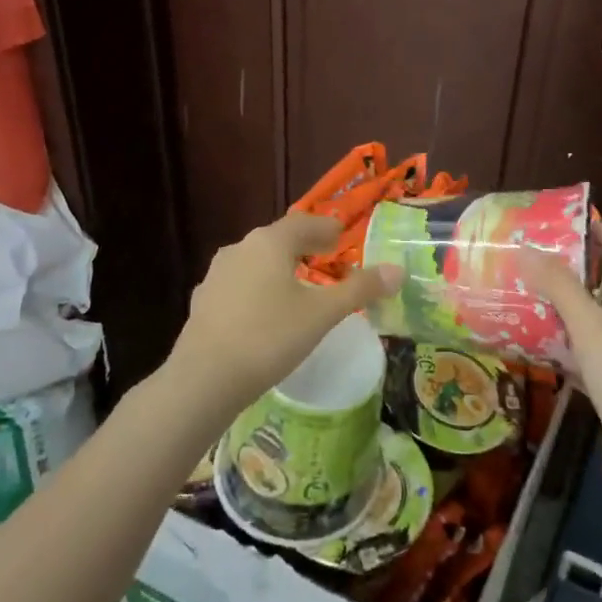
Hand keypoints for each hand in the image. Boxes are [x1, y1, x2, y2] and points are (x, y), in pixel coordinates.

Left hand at [171, 213, 403, 416]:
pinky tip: (264, 312)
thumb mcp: (323, 314)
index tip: (342, 237)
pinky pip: (239, 286)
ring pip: (256, 262)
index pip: (304, 223)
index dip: (326, 228)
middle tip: (326, 259)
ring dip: (279, 268)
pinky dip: (258, 290)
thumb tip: (397, 270)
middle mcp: (240, 249)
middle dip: (304, 247)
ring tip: (297, 287)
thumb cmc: (270, 337)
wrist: (205, 378)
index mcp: (269, 242)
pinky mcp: (203, 301)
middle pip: (278, 240)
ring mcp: (216, 275)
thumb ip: (360, 289)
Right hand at [520, 221, 601, 509]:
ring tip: (532, 302)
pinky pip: (588, 366)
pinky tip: (539, 352)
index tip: (584, 224)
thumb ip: (560, 288)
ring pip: (598, 333)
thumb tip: (527, 249)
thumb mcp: (593, 327)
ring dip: (570, 317)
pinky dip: (566, 355)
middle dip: (582, 279)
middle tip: (544, 264)